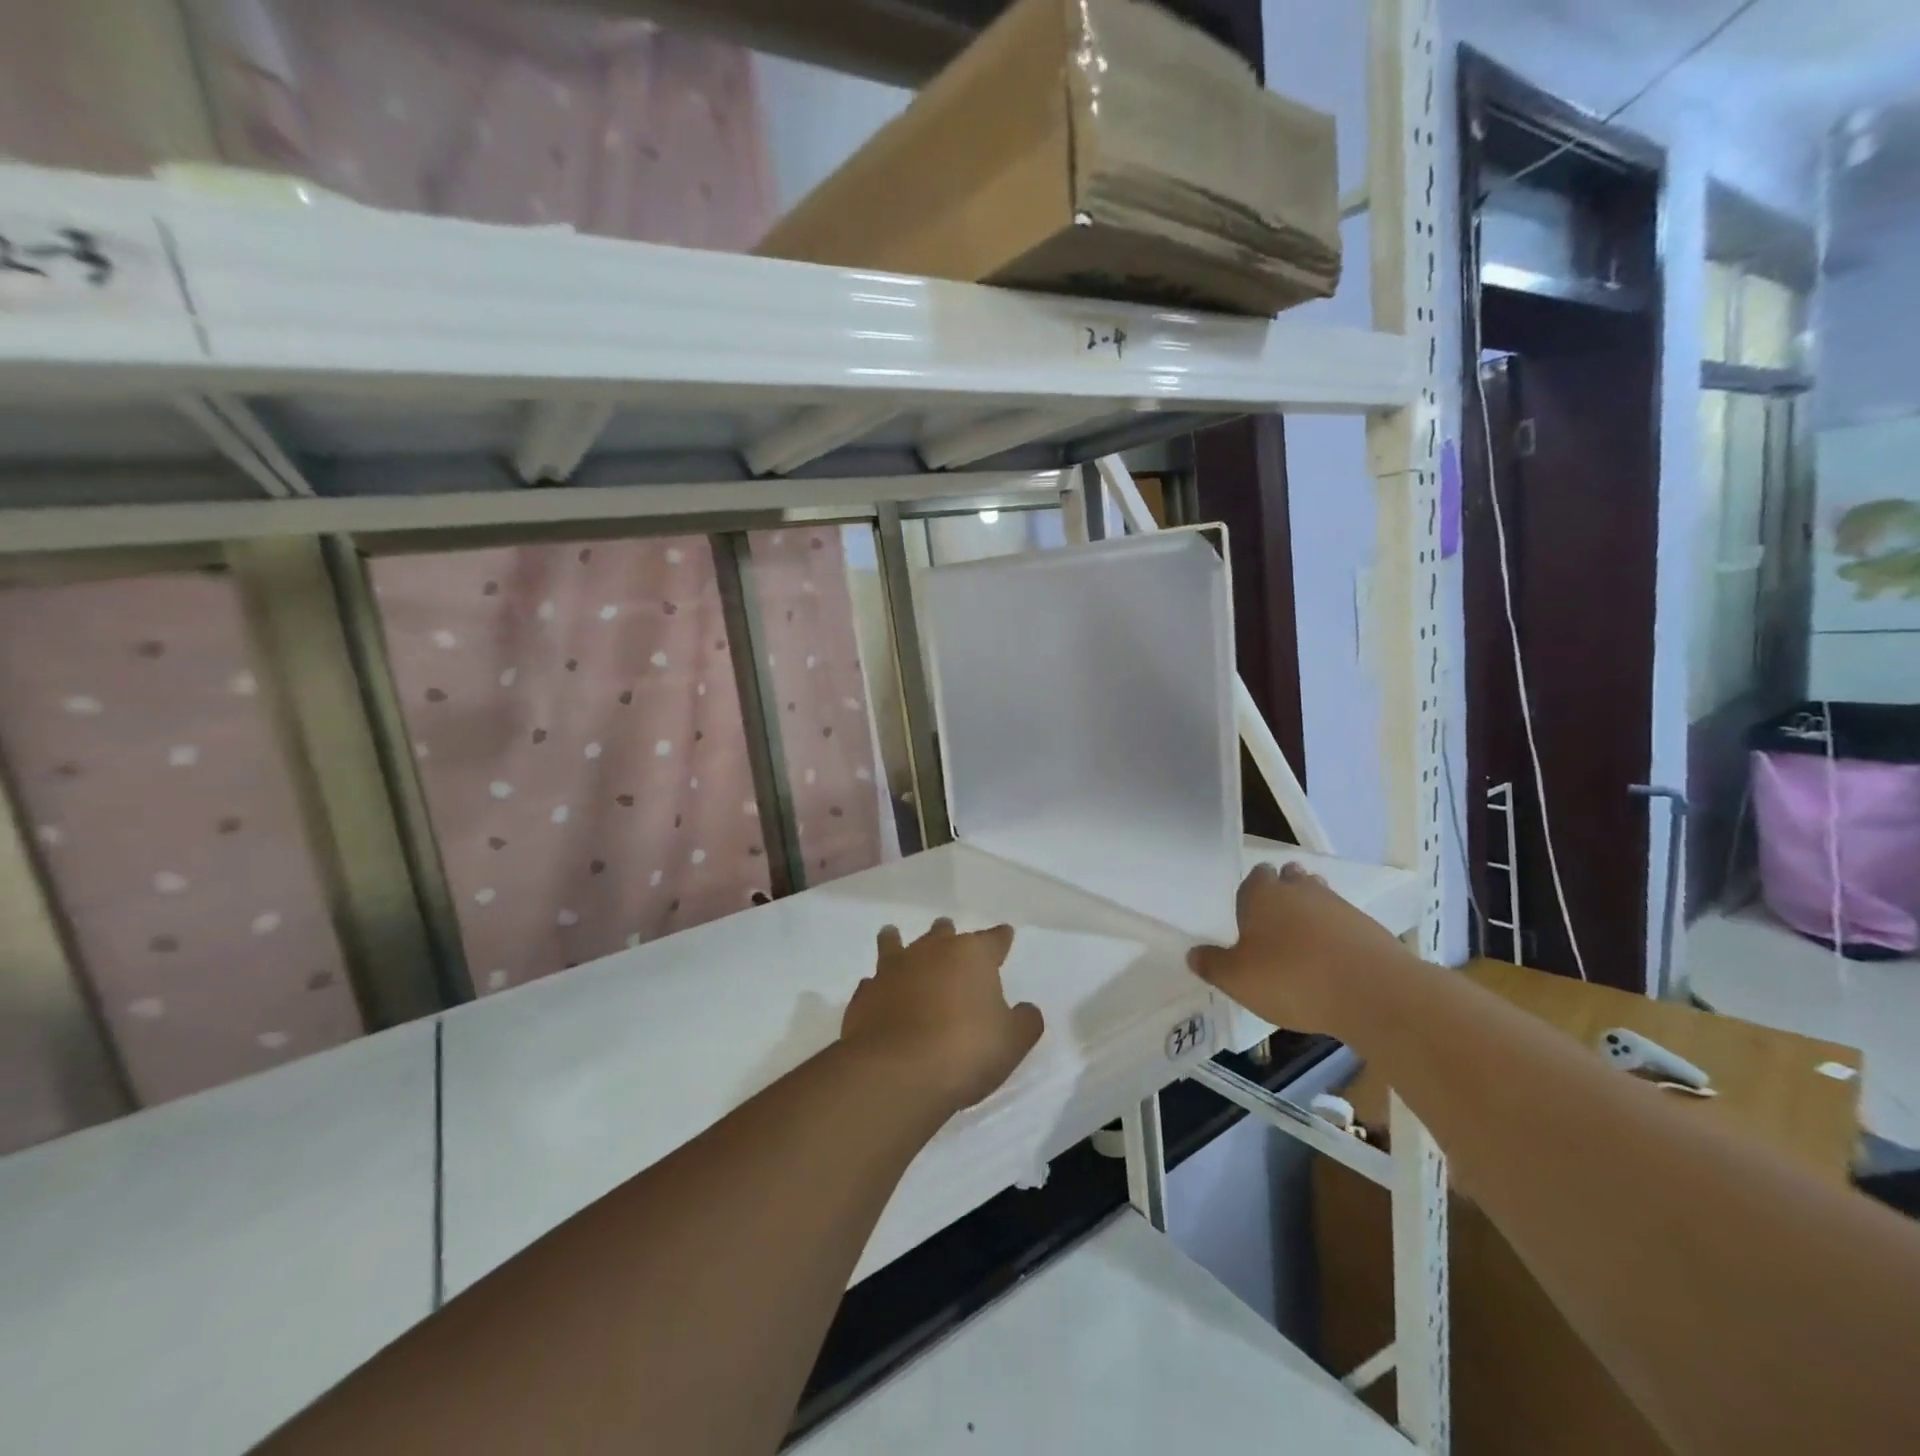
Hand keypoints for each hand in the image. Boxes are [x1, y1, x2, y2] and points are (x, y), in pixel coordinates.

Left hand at [842, 919, 1044, 1113]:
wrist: (897, 1073)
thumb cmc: (965, 1050)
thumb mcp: (1012, 1041)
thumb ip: (1024, 1021)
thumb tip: (1026, 1009)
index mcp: (972, 955)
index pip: (993, 939)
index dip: (1001, 939)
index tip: (1005, 935)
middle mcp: (931, 952)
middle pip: (942, 934)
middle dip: (947, 935)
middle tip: (949, 935)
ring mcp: (893, 970)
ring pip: (895, 944)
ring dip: (897, 941)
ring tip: (892, 935)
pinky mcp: (865, 996)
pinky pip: (873, 982)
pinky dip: (878, 985)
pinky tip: (877, 991)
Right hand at [1188, 861, 1409, 1040]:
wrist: (1375, 994)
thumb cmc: (1292, 979)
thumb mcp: (1237, 979)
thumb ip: (1212, 965)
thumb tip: (1193, 953)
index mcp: (1263, 894)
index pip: (1253, 877)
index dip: (1250, 891)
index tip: (1246, 911)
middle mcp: (1300, 890)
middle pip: (1290, 880)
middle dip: (1283, 893)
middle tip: (1275, 920)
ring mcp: (1339, 906)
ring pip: (1319, 898)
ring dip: (1311, 912)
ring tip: (1303, 940)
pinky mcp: (1370, 929)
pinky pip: (1345, 924)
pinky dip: (1337, 936)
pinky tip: (1333, 961)